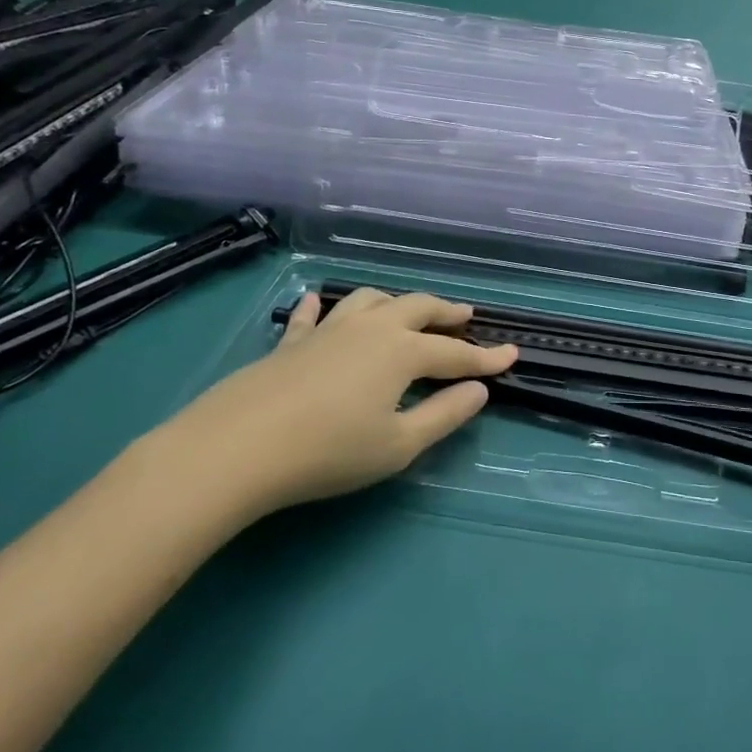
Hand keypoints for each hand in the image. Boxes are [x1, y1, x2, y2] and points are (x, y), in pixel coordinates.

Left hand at [155, 289, 516, 521]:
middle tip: (465, 315)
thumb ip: (444, 415)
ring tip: (405, 311)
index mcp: (402, 352)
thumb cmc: (329, 451)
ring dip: (395, 302)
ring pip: (370, 300)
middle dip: (446, 311)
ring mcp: (328, 330)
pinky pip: (311, 315)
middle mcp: (371, 329)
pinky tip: (317, 304)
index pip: (455, 351)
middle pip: (417, 308)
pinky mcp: (291, 342)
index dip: (486, 356)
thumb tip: (479, 391)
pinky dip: (322, 307)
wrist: (239, 447)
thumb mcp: (398, 444)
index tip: (512, 354)